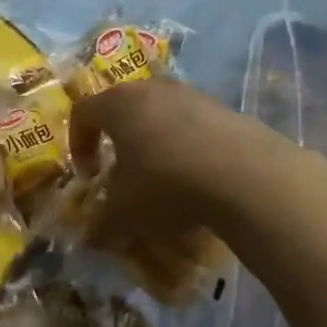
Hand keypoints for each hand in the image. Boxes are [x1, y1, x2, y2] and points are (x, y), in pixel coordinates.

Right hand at [68, 78, 326, 245]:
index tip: (87, 175)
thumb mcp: (124, 213)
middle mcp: (152, 89)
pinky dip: (187, 147)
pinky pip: (194, 125)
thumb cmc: (167, 184)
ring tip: (162, 178)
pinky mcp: (226, 109)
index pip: (83, 113)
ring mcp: (192, 95)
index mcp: (118, 104)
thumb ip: (100, 224)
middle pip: (123, 108)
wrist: (247, 176)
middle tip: (121, 172)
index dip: (78, 143)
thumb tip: (91, 237)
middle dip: (117, 140)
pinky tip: (198, 178)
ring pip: (161, 114)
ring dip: (154, 142)